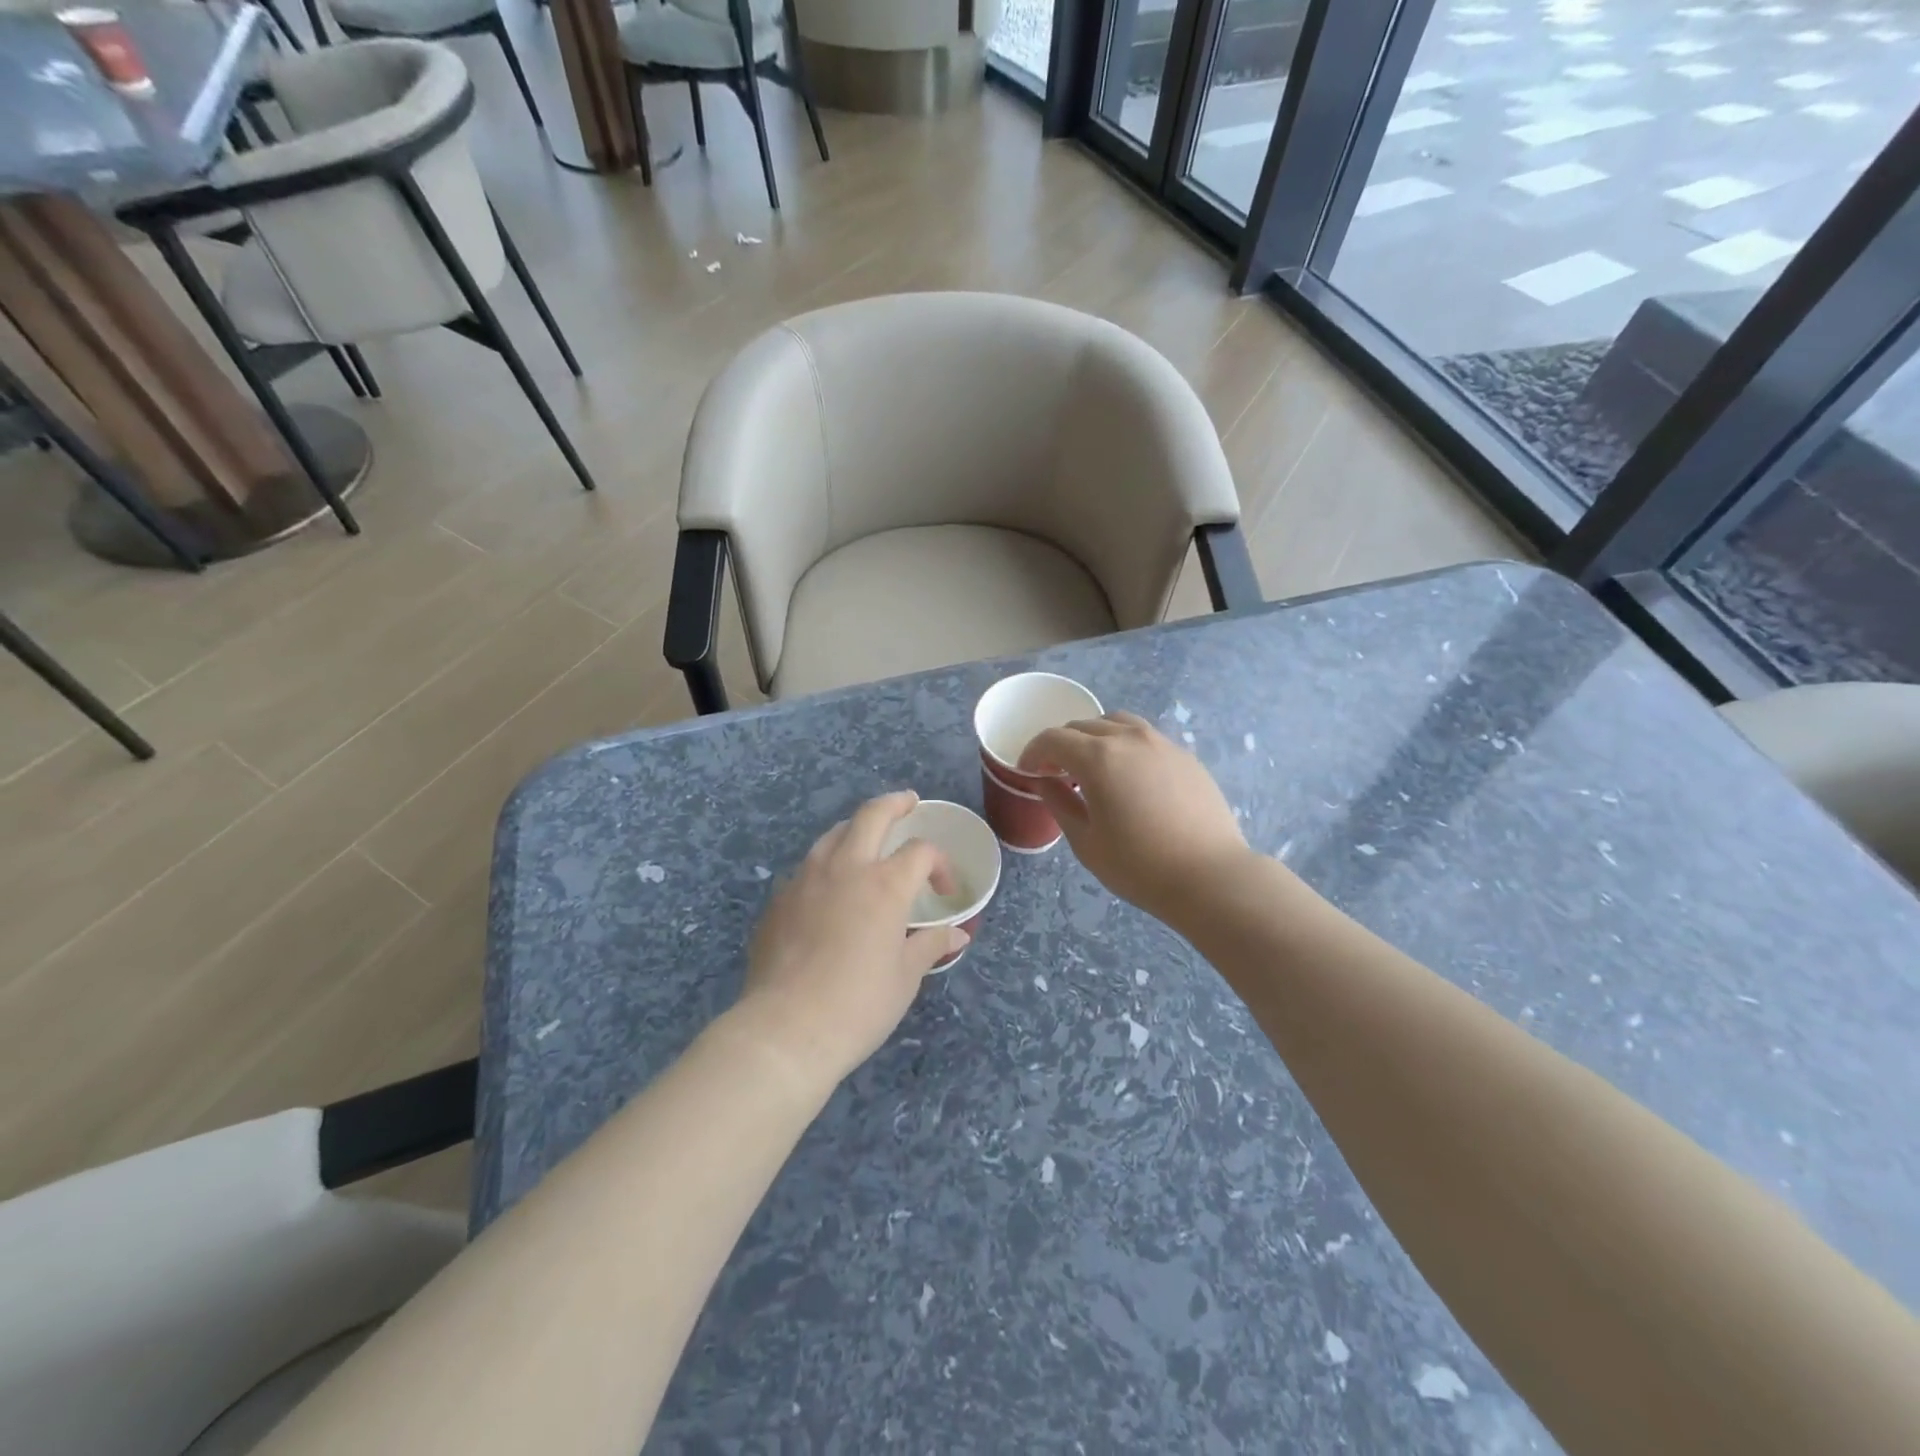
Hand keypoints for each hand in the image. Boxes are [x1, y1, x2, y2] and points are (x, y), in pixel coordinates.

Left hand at [732, 792, 965, 1086]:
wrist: (785, 1031)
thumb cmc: (857, 1006)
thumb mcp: (905, 978)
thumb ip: (930, 945)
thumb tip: (957, 933)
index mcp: (885, 885)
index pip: (921, 851)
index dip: (940, 864)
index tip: (945, 890)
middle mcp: (845, 868)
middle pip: (872, 815)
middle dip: (895, 803)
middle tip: (908, 802)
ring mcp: (806, 879)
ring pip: (833, 834)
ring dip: (856, 829)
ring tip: (867, 839)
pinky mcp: (778, 899)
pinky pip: (807, 866)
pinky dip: (827, 863)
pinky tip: (829, 888)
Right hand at [1019, 712, 1253, 926]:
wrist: (1210, 876)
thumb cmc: (1139, 866)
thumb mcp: (1086, 842)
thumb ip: (1059, 803)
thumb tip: (1044, 781)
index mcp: (1097, 758)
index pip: (1053, 739)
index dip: (1033, 752)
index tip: (1026, 771)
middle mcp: (1128, 739)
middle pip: (1083, 726)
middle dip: (1061, 745)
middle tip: (1055, 773)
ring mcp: (1161, 743)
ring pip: (1116, 723)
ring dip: (1094, 737)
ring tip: (1092, 766)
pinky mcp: (1185, 756)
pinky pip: (1144, 737)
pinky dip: (1124, 745)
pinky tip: (1129, 776)